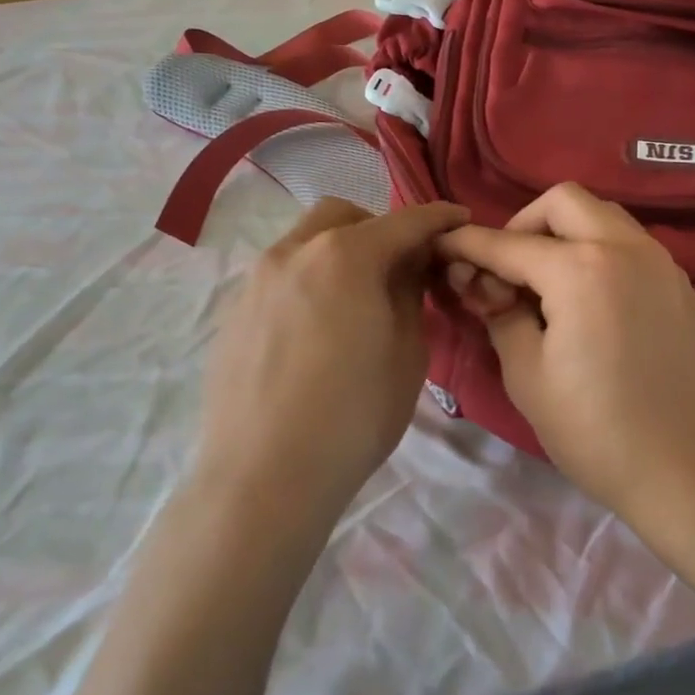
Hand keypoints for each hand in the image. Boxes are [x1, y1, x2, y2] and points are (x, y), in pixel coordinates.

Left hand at [194, 197, 468, 524]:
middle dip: (379, 228)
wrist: (263, 479)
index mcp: (346, 256)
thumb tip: (407, 268)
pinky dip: (309, 281)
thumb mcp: (408, 352)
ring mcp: (256, 281)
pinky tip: (317, 330)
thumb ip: (411, 294)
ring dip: (340, 252)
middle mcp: (294, 253)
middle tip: (401, 266)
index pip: (405, 221)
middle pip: (343, 216)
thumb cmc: (354, 415)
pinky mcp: (233, 314)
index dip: (439, 218)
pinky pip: (280, 277)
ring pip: (305, 242)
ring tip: (357, 299)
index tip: (461, 219)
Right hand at [436, 183, 694, 516]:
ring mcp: (663, 264)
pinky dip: (602, 254)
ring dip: (568, 233)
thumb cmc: (596, 431)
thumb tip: (485, 284)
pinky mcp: (683, 286)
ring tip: (549, 285)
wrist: (688, 471)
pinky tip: (593, 303)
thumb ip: (500, 314)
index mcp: (581, 269)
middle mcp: (627, 248)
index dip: (469, 244)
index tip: (443, 245)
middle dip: (525, 223)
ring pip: (605, 217)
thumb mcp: (528, 376)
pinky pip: (634, 247)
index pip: (509, 243)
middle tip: (509, 269)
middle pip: (565, 201)